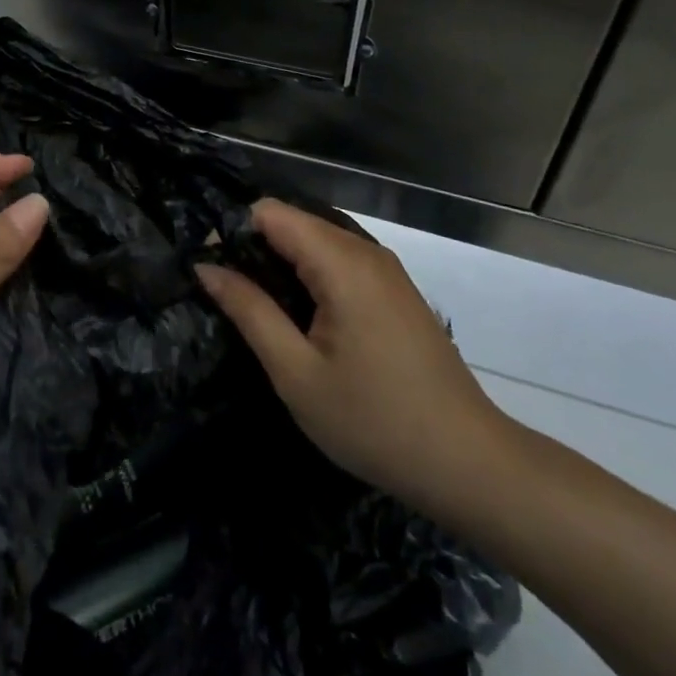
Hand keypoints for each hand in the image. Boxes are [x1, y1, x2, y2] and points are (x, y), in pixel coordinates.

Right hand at [196, 199, 511, 515]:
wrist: (469, 464)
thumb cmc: (374, 421)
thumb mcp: (296, 372)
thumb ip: (249, 311)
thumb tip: (206, 267)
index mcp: (341, 262)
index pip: (270, 212)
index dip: (233, 232)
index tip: (212, 271)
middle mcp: (366, 251)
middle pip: (293, 222)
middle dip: (254, 249)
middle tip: (230, 299)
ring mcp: (386, 270)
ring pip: (316, 241)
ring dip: (282, 264)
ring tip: (260, 311)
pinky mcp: (395, 290)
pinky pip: (339, 261)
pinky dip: (310, 276)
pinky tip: (302, 320)